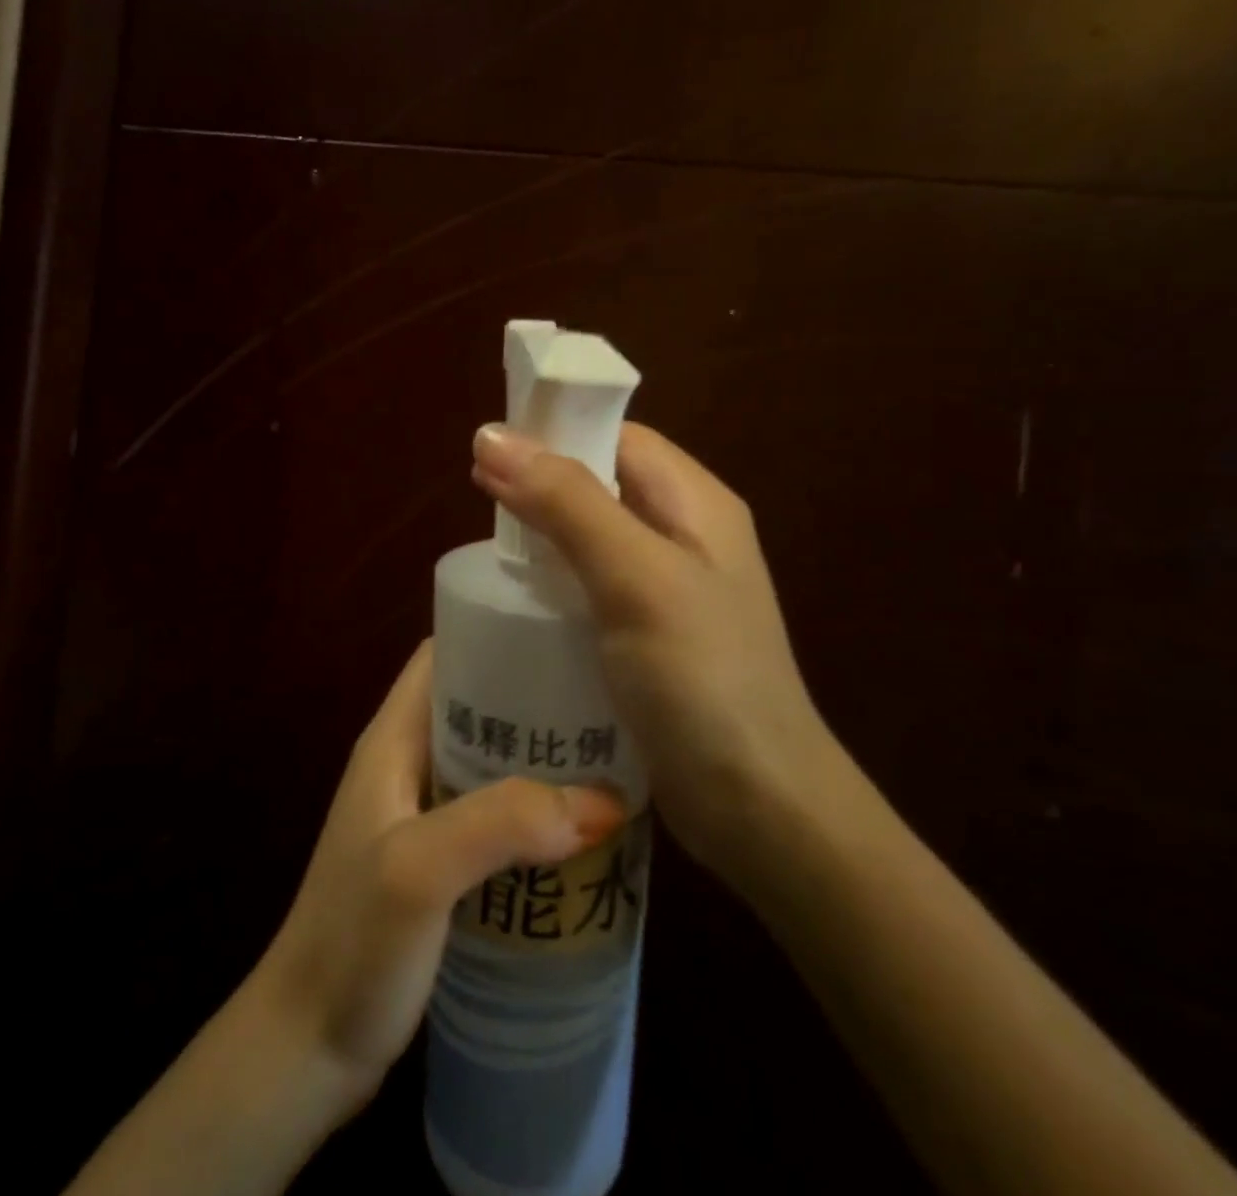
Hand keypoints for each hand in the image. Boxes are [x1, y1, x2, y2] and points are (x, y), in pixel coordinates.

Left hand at [251, 642, 623, 1097]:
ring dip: (544, 753)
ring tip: (612, 750)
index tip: (564, 630)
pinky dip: (539, 805)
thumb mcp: (420, 871)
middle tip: (608, 695)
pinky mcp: (443, 860)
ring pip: (493, 757)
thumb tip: (605, 800)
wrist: (307, 1049)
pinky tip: (585, 822)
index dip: (497, 631)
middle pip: (479, 701)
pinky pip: (500, 810)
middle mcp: (409, 762)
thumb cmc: (351, 945)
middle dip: (537, 693)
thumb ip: (502, 823)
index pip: (444, 654)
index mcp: (393, 738)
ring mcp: (425, 813)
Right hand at [471, 422, 835, 888]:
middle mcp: (686, 537)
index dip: (558, 433)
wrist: (757, 804)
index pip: (620, 439)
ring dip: (545, 536)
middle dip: (543, 485)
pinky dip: (555, 583)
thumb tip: (491, 435)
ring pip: (594, 539)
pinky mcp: (651, 638)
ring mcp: (670, 592)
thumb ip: (567, 501)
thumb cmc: (701, 677)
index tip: (491, 449)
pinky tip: (519, 602)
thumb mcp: (634, 576)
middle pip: (604, 486)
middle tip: (479, 501)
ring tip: (489, 549)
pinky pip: (593, 589)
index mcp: (696, 504)